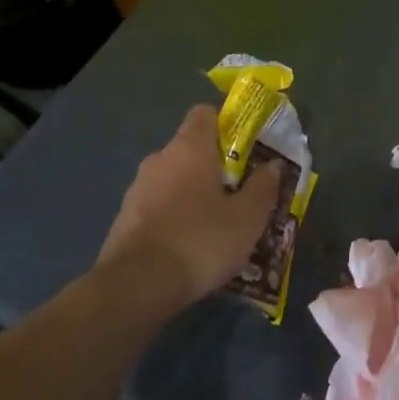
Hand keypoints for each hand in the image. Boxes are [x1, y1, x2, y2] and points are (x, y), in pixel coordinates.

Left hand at [98, 105, 283, 307]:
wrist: (137, 286)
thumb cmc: (200, 241)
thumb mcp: (247, 218)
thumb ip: (263, 187)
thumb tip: (273, 165)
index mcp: (189, 148)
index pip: (205, 113)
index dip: (228, 125)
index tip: (247, 150)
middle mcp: (159, 159)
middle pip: (192, 149)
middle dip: (216, 166)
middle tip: (241, 194)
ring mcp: (137, 189)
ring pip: (175, 179)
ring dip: (195, 194)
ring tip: (219, 225)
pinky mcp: (125, 218)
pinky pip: (159, 206)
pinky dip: (176, 216)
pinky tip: (191, 245)